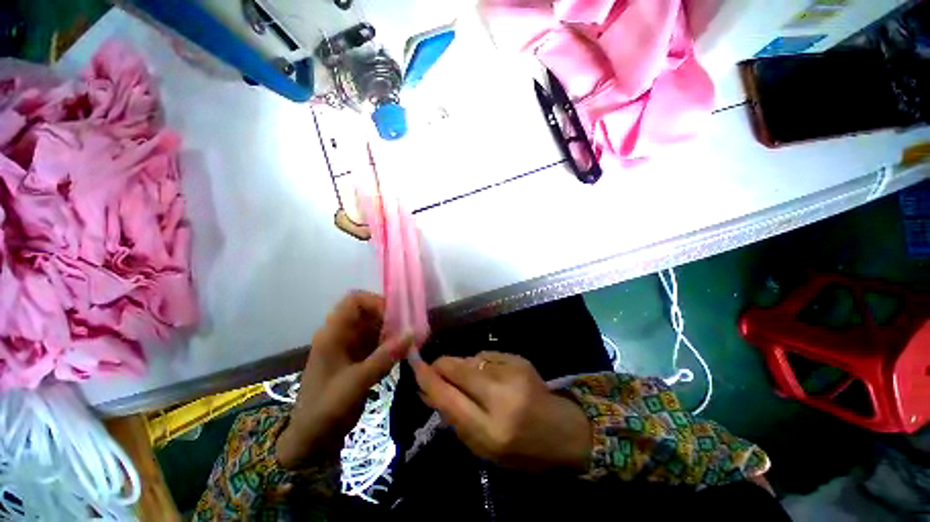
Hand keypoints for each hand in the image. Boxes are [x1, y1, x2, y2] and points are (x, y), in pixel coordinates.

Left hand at [277, 291, 411, 468]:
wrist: (312, 441)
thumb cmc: (326, 409)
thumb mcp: (356, 382)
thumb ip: (385, 357)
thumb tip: (412, 333)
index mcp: (333, 333)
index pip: (354, 300)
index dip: (375, 302)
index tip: (395, 317)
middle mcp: (342, 335)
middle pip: (369, 312)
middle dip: (390, 318)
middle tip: (408, 330)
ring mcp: (350, 347)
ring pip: (375, 327)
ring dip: (392, 332)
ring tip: (409, 342)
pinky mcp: (358, 359)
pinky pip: (377, 342)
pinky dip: (390, 345)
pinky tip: (402, 354)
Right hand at [411, 351, 591, 472]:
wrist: (563, 430)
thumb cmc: (522, 450)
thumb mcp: (484, 448)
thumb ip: (455, 418)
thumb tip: (428, 391)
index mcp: (491, 431)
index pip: (449, 399)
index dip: (428, 380)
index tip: (413, 364)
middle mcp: (502, 397)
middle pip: (459, 369)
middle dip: (441, 365)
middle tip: (434, 368)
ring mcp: (513, 373)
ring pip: (471, 359)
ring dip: (462, 366)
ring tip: (469, 380)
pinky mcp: (519, 359)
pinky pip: (486, 355)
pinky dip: (479, 363)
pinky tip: (488, 375)